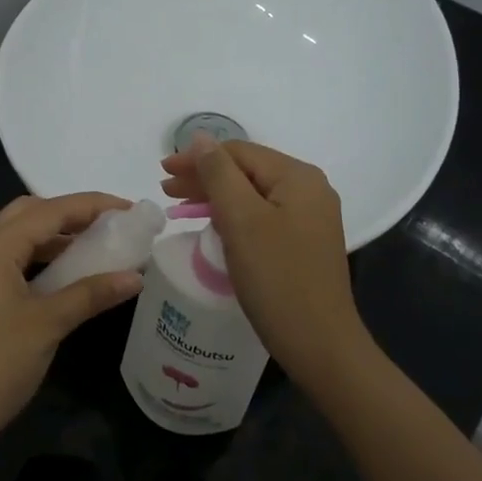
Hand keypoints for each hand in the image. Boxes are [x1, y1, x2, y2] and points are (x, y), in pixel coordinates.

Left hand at [0, 193, 143, 456]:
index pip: (49, 211)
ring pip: (20, 238)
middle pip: (29, 214)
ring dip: (56, 236)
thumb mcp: (49, 324)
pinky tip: (68, 275)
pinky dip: (43, 258)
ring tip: (96, 245)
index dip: (92, 205)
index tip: (130, 209)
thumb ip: (91, 294)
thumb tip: (136, 277)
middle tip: (109, 224)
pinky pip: (14, 261)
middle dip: (70, 213)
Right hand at [160, 140, 372, 386]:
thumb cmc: (277, 278)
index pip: (239, 152)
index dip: (198, 157)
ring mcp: (309, 218)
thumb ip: (219, 174)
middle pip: (247, 172)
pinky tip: (213, 226)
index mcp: (298, 177)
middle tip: (166, 189)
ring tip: (181, 206)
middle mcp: (309, 190)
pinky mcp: (304, 243)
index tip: (162, 171)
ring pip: (253, 195)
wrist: (319, 343)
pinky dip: (234, 217)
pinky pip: (262, 217)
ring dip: (216, 197)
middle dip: (205, 177)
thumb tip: (201, 137)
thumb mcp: (241, 220)